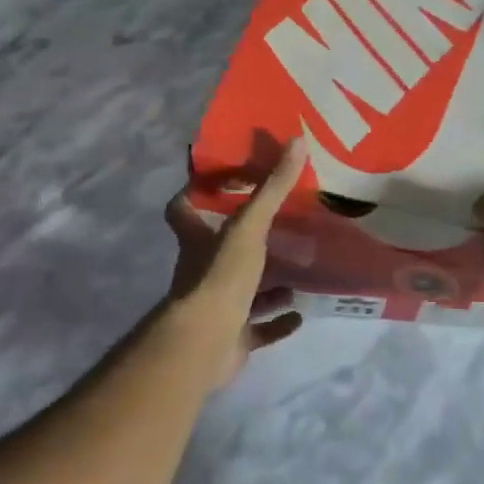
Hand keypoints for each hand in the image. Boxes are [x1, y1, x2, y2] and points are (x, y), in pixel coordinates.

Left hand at [163, 139, 307, 389]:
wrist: (205, 343)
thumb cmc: (220, 275)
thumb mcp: (249, 226)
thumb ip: (272, 188)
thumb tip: (297, 141)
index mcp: (197, 241)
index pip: (182, 208)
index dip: (195, 193)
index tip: (224, 182)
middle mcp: (202, 270)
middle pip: (218, 250)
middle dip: (247, 242)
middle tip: (281, 228)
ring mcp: (216, 308)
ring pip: (242, 290)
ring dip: (267, 283)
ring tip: (298, 271)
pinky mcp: (232, 337)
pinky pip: (258, 328)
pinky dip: (278, 322)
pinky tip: (300, 314)